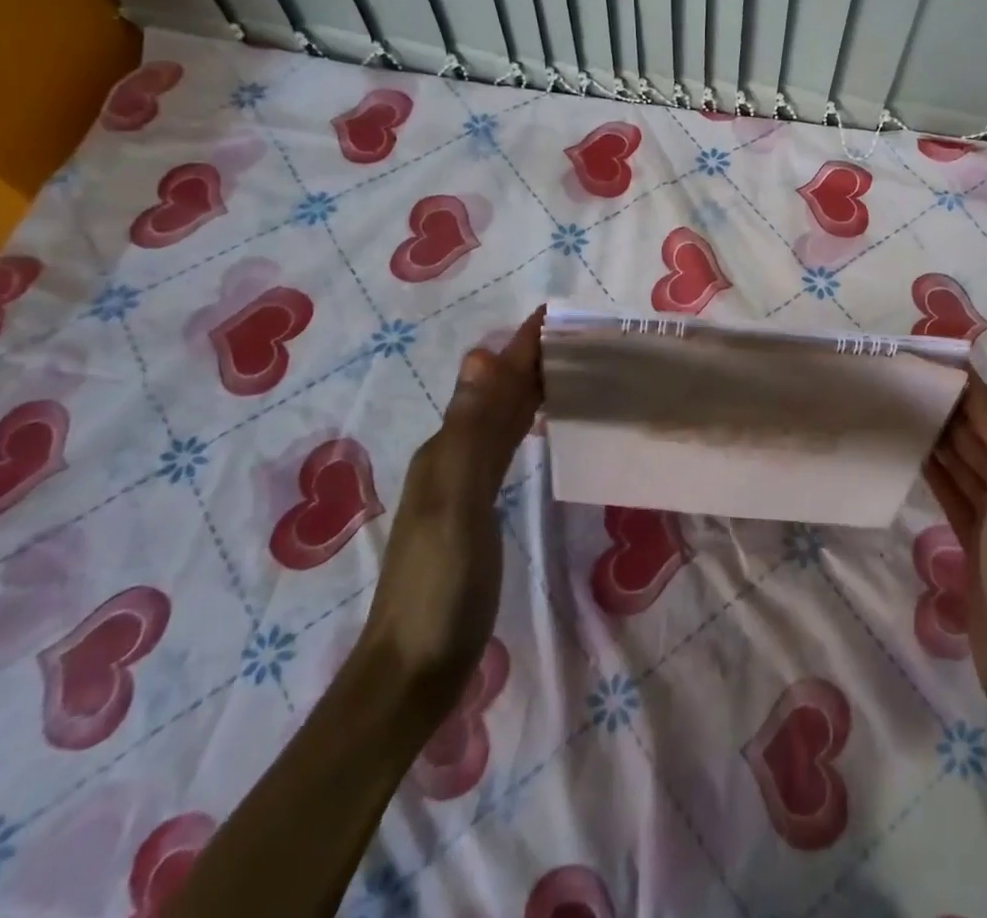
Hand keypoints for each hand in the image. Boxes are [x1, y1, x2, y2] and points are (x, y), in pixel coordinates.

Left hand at [356, 307, 543, 713]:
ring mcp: (461, 488)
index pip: (492, 382)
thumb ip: (469, 433)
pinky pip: (504, 449)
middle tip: (575, 336)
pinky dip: (523, 425)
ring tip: (564, 367)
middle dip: (529, 360)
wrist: (411, 672)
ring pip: (500, 420)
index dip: (521, 347)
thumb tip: (480, 356)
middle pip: (496, 395)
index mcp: (447, 449)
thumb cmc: (439, 587)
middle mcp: (451, 457)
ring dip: (527, 388)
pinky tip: (535, 427)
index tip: (556, 314)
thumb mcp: (455, 505)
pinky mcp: (476, 513)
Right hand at [924, 371, 986, 731]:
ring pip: (966, 468)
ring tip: (903, 410)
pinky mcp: (977, 546)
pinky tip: (915, 456)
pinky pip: (955, 499)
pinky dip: (938, 476)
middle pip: (982, 441)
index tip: (936, 364)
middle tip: (906, 382)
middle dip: (951, 412)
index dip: (972, 393)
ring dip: (941, 441)